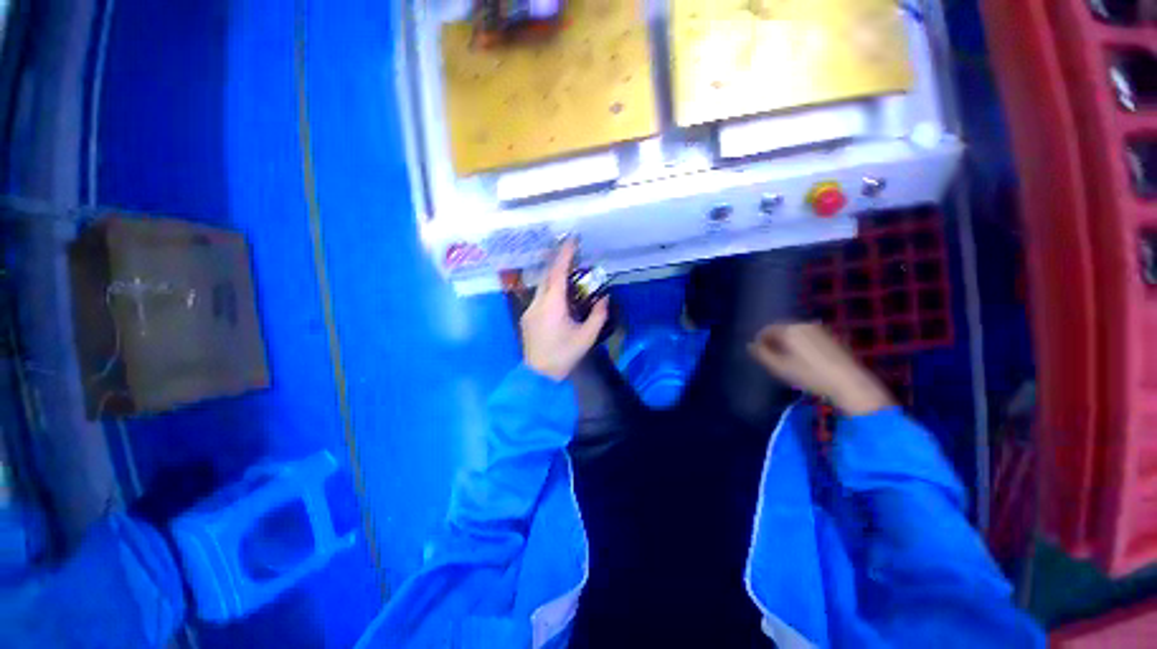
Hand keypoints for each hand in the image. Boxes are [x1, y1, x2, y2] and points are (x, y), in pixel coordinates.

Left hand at [521, 240, 608, 380]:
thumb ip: (598, 315)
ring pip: (542, 286)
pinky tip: (560, 295)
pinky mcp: (527, 317)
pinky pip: (539, 296)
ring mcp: (530, 310)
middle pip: (547, 276)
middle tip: (573, 254)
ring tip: (569, 273)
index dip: (565, 255)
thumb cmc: (564, 355)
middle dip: (559, 262)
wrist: (539, 375)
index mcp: (552, 305)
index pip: (557, 273)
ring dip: (554, 276)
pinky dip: (550, 289)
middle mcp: (538, 303)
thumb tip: (605, 298)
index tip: (572, 239)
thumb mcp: (587, 337)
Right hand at [748, 323, 894, 415]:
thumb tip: (750, 345)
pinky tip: (802, 360)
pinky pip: (807, 337)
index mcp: (790, 329)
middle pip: (781, 329)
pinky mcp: (831, 338)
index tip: (757, 353)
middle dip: (773, 341)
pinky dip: (799, 344)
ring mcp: (819, 330)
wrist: (849, 383)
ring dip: (786, 343)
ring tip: (785, 359)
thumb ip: (762, 354)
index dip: (759, 340)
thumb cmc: (810, 375)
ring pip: (795, 333)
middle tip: (770, 357)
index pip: (767, 329)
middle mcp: (804, 325)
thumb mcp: (779, 367)